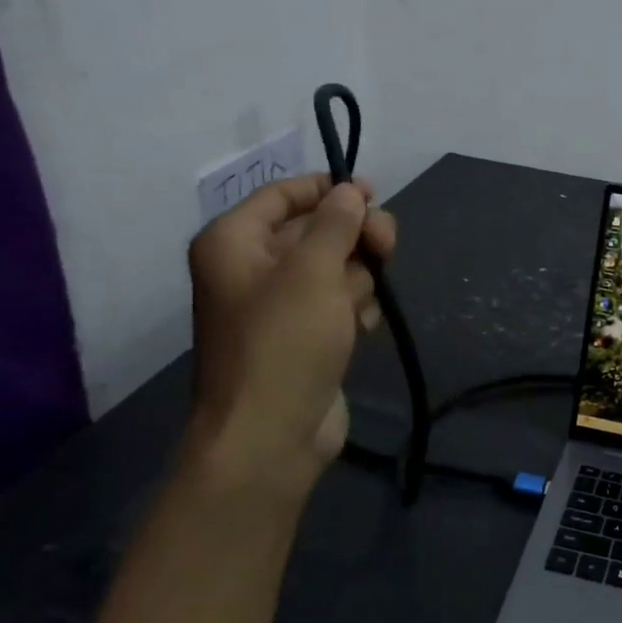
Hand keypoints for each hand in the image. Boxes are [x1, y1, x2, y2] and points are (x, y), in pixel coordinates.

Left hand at [183, 174, 396, 494]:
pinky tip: (360, 329)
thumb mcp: (313, 270)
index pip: (284, 194)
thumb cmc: (284, 341)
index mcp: (235, 241)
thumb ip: (337, 223)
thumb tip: (350, 192)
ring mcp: (280, 305)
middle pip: (317, 230)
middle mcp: (253, 267)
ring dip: (358, 281)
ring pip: (336, 268)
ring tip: (356, 308)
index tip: (373, 193)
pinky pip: (339, 303)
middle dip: (355, 239)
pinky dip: (355, 310)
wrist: (271, 433)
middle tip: (385, 248)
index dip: (329, 189)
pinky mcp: (305, 335)